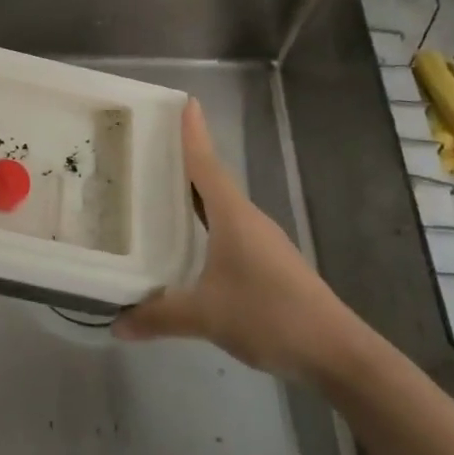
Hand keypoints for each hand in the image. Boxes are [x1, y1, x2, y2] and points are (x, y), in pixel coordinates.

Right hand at [112, 98, 363, 379]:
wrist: (337, 353)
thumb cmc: (270, 315)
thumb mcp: (206, 316)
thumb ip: (160, 317)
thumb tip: (117, 323)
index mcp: (233, 215)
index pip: (206, 164)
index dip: (193, 134)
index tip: (185, 101)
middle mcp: (248, 219)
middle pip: (211, 180)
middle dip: (183, 163)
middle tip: (149, 148)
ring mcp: (262, 242)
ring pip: (221, 208)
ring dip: (194, 196)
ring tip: (160, 193)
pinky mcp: (269, 264)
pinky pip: (229, 230)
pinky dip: (206, 224)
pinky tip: (191, 243)